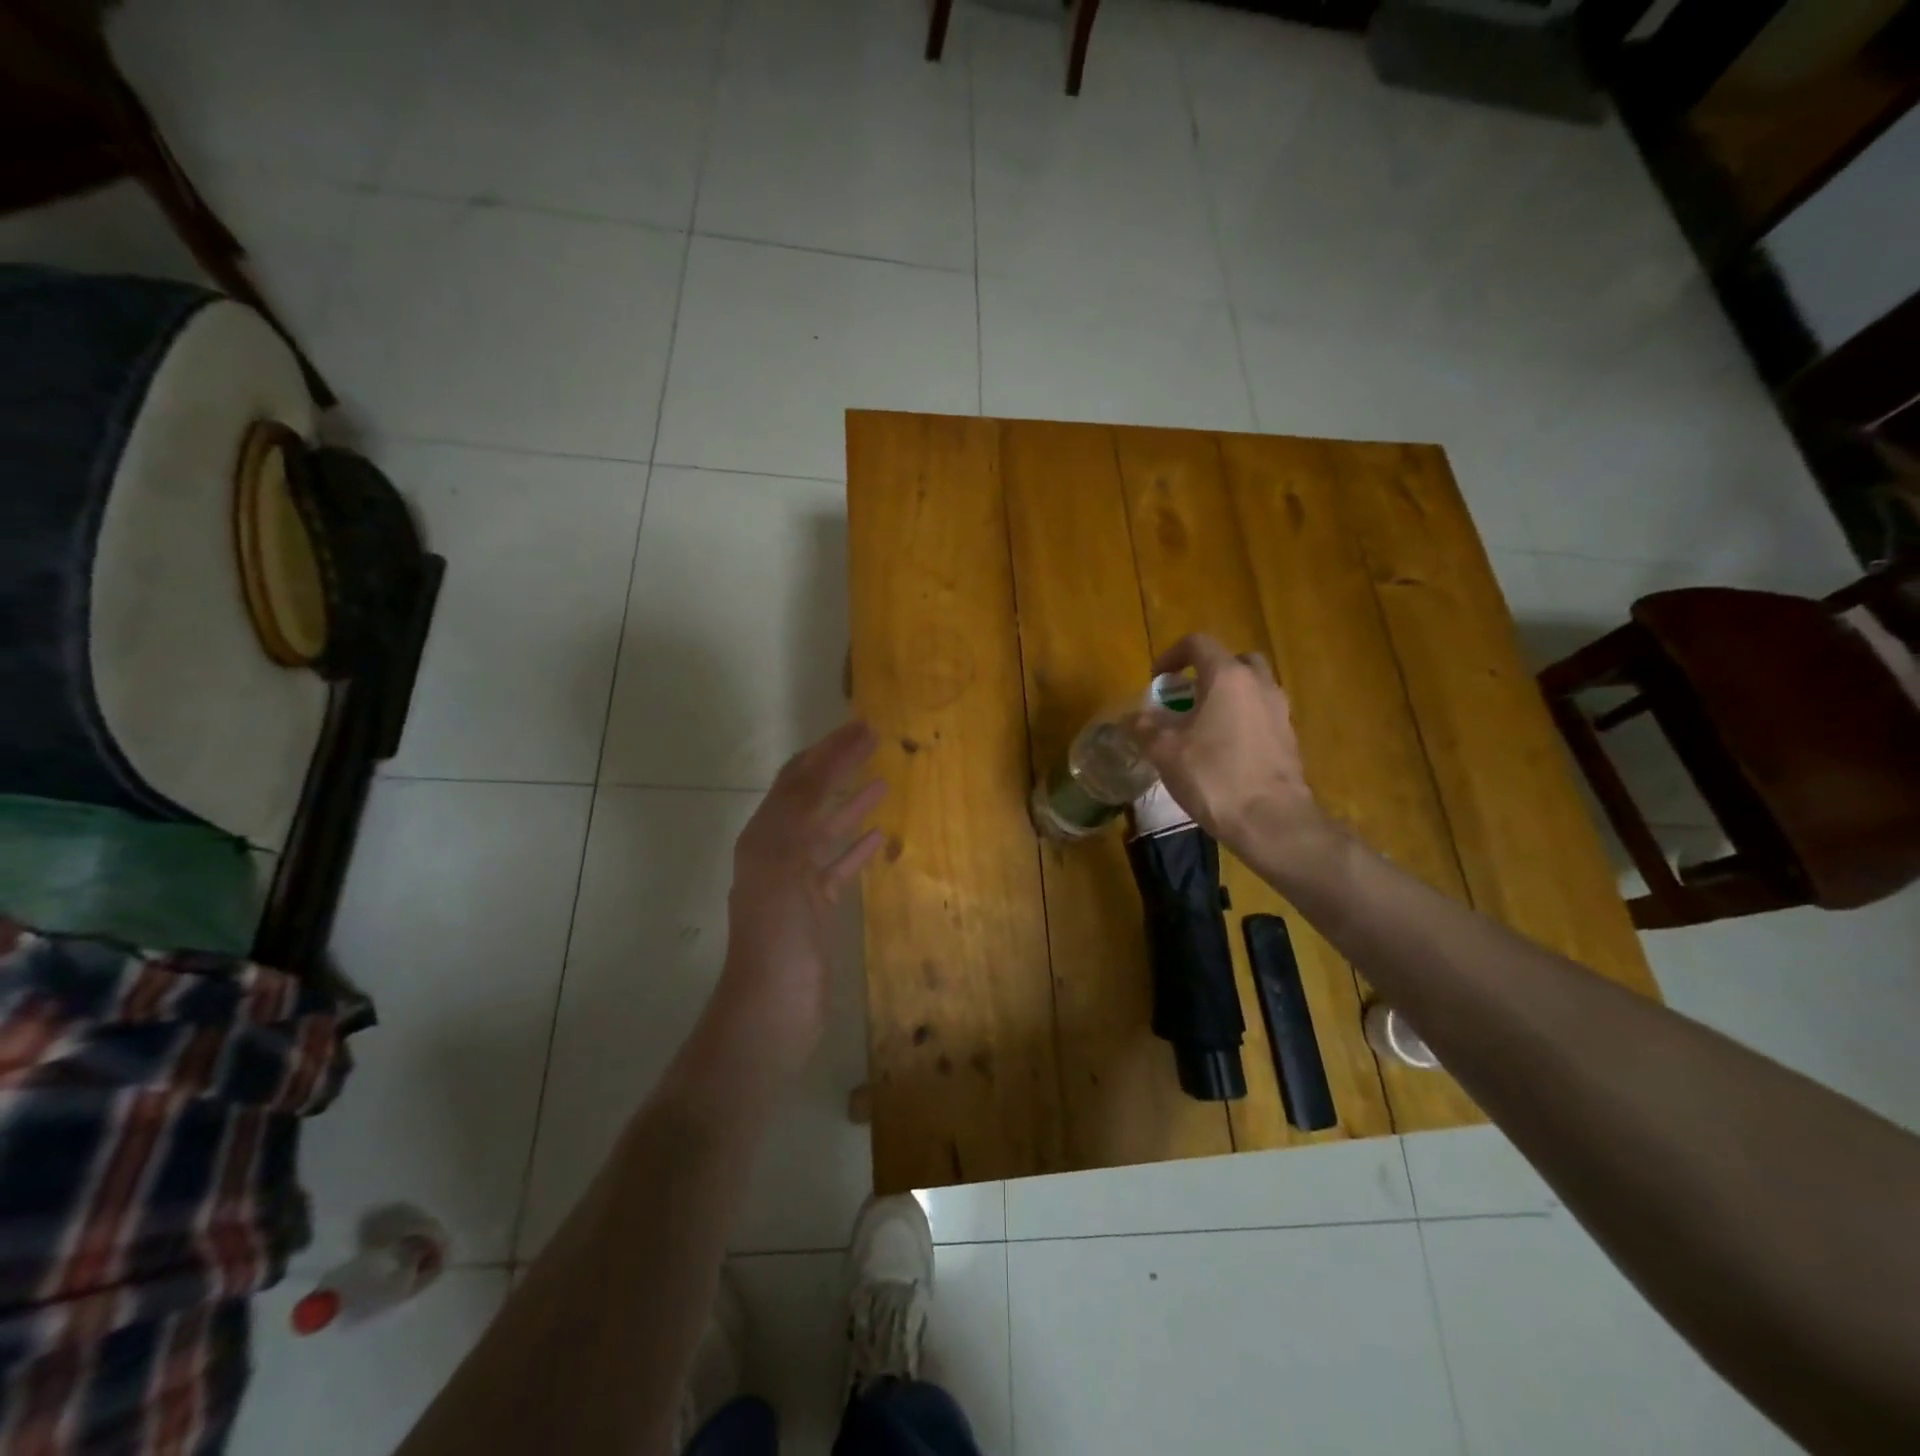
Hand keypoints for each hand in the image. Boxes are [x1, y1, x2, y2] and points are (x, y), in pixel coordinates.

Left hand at [719, 721, 887, 1077]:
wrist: (773, 1008)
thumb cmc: (778, 935)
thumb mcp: (786, 864)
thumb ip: (802, 813)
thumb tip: (819, 763)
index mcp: (766, 836)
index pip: (799, 779)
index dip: (830, 749)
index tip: (863, 725)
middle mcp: (777, 851)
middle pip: (812, 797)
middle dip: (839, 766)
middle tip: (874, 740)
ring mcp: (797, 881)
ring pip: (827, 830)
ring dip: (851, 802)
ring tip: (882, 779)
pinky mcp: (816, 908)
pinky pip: (838, 866)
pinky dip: (856, 847)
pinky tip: (879, 836)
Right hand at [1125, 634, 1326, 864]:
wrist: (1271, 821)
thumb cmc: (1213, 776)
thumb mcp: (1164, 752)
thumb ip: (1145, 727)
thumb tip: (1132, 718)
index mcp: (1227, 677)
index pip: (1198, 644)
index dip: (1171, 655)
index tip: (1156, 680)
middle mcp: (1258, 684)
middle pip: (1233, 661)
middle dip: (1206, 673)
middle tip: (1186, 698)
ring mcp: (1279, 711)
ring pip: (1251, 688)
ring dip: (1227, 697)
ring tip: (1203, 726)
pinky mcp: (1289, 738)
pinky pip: (1261, 715)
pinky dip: (1242, 720)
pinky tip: (1224, 751)